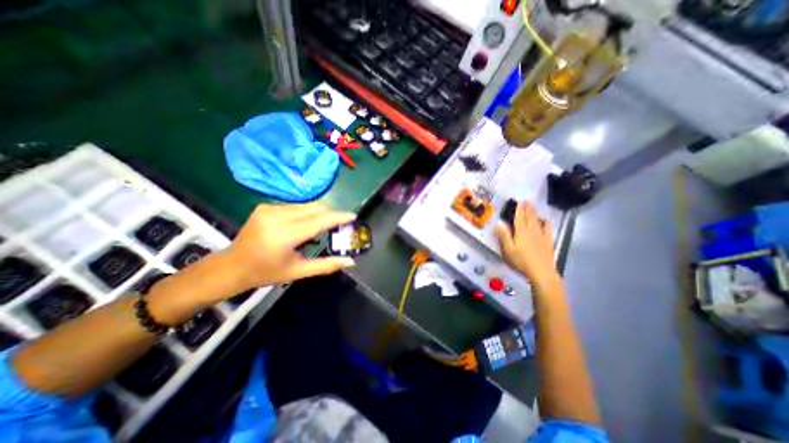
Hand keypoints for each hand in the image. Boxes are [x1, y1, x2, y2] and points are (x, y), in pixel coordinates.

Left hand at [221, 202, 358, 287]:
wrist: (232, 266)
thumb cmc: (266, 272)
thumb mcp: (298, 272)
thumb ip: (327, 265)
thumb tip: (351, 261)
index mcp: (285, 235)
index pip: (319, 220)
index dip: (338, 217)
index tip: (353, 216)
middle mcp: (277, 216)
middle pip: (315, 208)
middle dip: (332, 214)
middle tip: (341, 224)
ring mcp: (270, 208)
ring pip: (306, 205)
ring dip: (320, 213)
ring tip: (325, 226)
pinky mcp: (266, 206)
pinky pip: (296, 206)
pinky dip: (307, 213)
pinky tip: (307, 224)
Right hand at [491, 200, 559, 289]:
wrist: (541, 272)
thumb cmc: (521, 261)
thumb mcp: (508, 249)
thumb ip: (504, 236)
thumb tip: (499, 223)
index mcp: (521, 232)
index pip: (519, 218)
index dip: (519, 210)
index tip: (520, 202)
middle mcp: (531, 231)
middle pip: (529, 218)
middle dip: (528, 209)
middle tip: (527, 201)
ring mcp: (541, 236)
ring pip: (537, 221)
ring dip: (535, 213)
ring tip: (534, 207)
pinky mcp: (548, 242)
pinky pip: (548, 229)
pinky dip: (546, 223)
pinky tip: (546, 221)